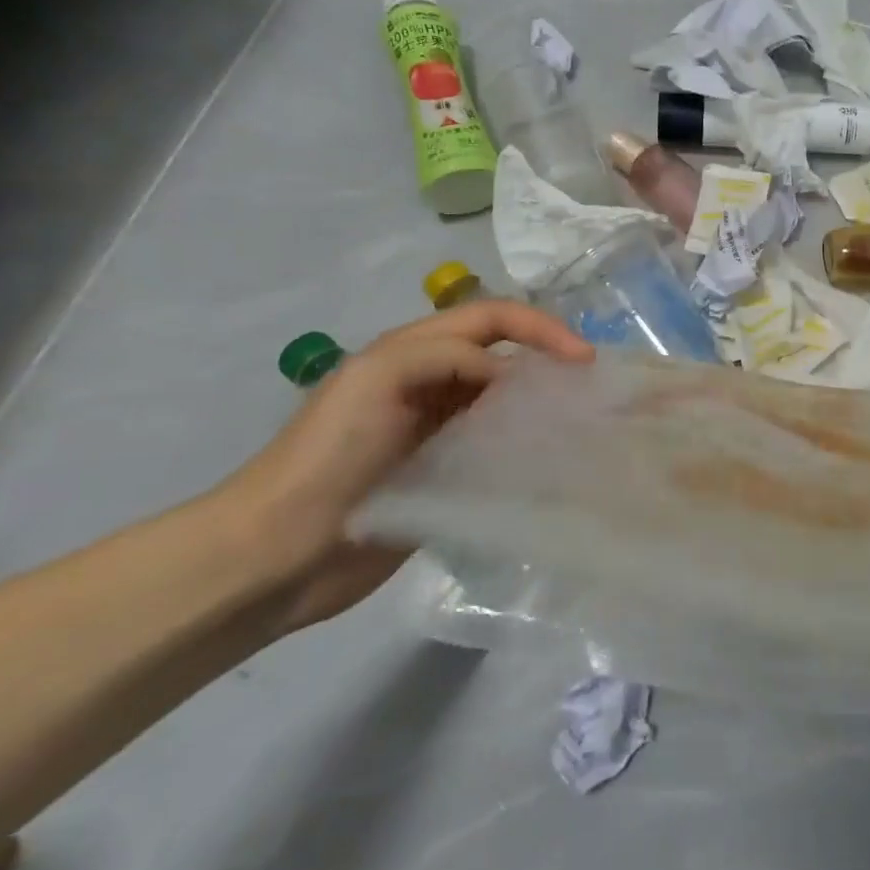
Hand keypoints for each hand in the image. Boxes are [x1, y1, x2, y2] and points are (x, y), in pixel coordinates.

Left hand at [214, 302, 593, 630]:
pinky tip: (552, 467)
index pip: (493, 318)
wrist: (279, 551)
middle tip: (590, 391)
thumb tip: (513, 377)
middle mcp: (434, 384)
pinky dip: (528, 451)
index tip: (582, 359)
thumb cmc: (329, 454)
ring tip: (581, 427)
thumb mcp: (380, 379)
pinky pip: (497, 451)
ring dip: (542, 406)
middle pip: (506, 356)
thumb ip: (447, 356)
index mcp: (416, 350)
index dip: (540, 328)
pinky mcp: (447, 477)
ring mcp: (440, 432)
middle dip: (550, 361)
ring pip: (506, 403)